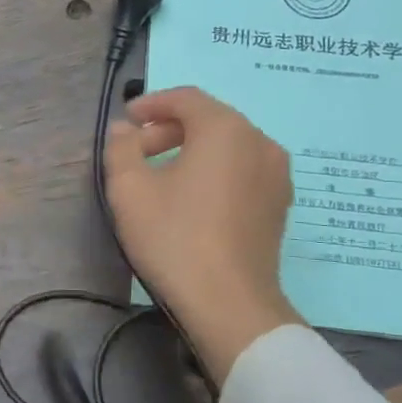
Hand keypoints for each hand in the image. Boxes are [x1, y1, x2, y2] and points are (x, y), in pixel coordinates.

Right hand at [103, 86, 301, 383]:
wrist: (228, 303)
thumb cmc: (174, 237)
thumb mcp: (129, 189)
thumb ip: (121, 148)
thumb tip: (125, 130)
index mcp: (225, 129)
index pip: (186, 98)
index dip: (151, 104)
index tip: (126, 121)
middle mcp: (260, 142)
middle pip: (210, 120)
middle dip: (169, 129)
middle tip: (137, 152)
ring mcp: (276, 174)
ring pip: (228, 146)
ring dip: (192, 150)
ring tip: (162, 176)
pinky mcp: (279, 205)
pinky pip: (243, 170)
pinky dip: (215, 171)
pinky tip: (193, 199)